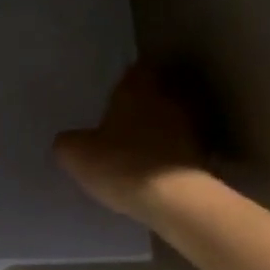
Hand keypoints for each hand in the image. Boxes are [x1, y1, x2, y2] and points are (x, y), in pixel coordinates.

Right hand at [55, 63, 204, 219]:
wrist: (173, 199)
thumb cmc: (121, 164)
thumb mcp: (76, 155)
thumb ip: (68, 142)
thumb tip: (67, 141)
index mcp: (137, 88)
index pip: (135, 70)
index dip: (124, 81)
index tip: (112, 94)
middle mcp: (168, 98)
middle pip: (156, 93)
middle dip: (142, 105)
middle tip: (121, 121)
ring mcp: (190, 126)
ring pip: (170, 120)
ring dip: (158, 130)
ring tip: (137, 148)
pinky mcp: (202, 154)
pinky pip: (180, 147)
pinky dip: (169, 154)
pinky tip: (153, 170)